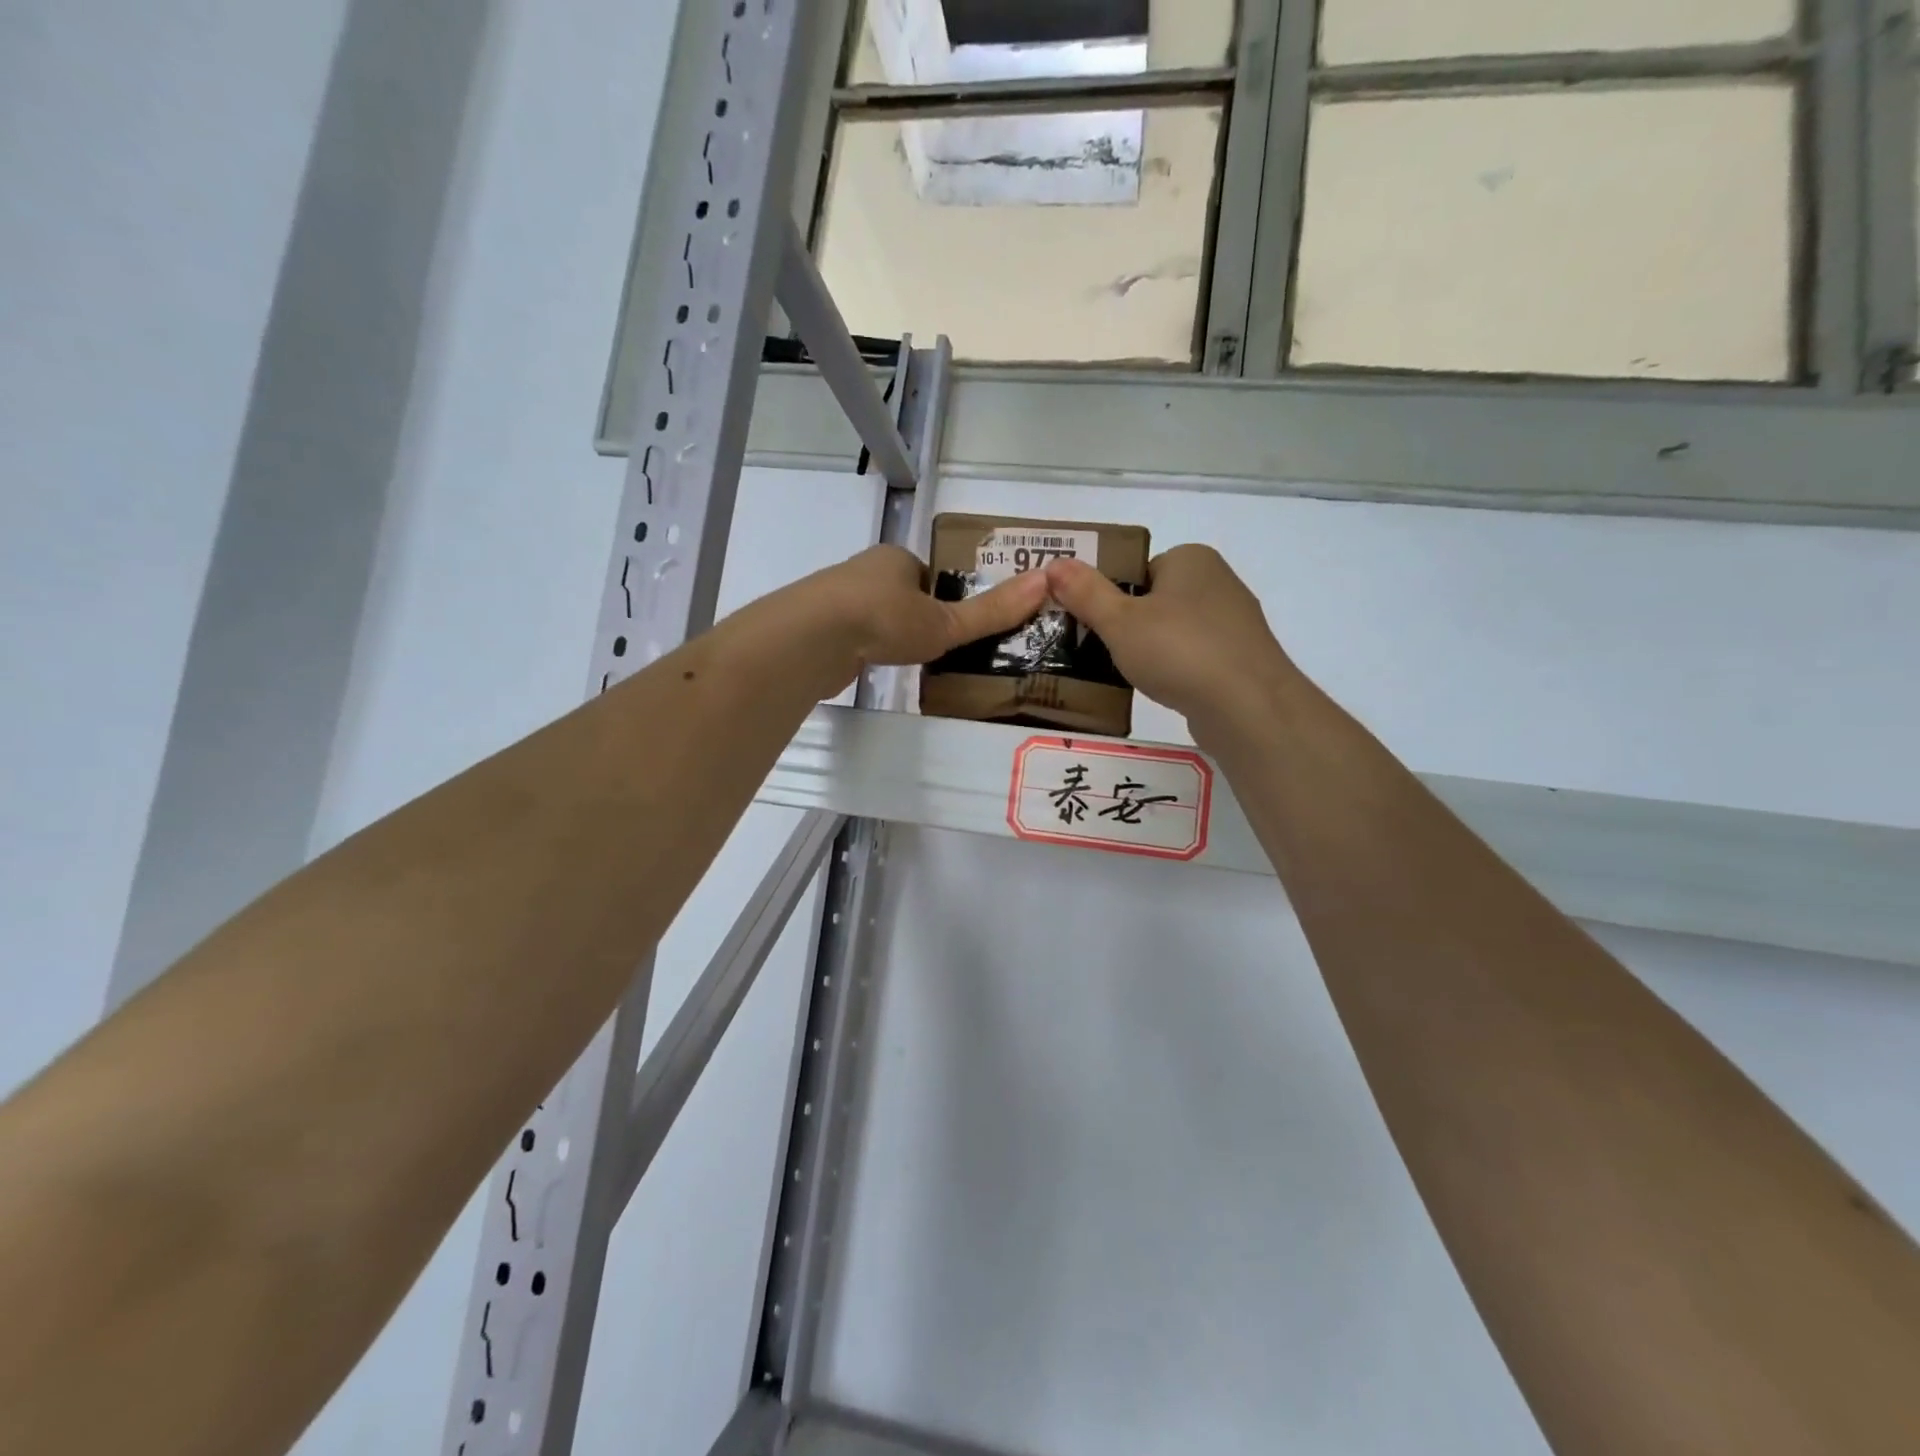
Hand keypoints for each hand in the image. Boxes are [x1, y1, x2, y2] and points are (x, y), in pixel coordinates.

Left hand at [807, 544, 1051, 693]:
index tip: (958, 625)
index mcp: (895, 559)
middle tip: (940, 649)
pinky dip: (865, 651)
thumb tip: (1046, 582)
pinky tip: (875, 669)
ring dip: (889, 635)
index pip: (929, 575)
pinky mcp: (818, 631)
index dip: (946, 598)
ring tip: (911, 663)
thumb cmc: (884, 619)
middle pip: (900, 595)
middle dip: (916, 617)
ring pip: (873, 617)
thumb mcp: (946, 621)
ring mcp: (836, 601)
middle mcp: (863, 572)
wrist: (812, 639)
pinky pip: (852, 638)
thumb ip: (991, 611)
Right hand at [1045, 545, 1294, 729]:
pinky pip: (1196, 657)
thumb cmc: (1179, 651)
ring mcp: (1235, 621)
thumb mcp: (1119, 621)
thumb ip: (1085, 593)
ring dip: (1153, 651)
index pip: (1137, 570)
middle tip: (1104, 654)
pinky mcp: (1243, 658)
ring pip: (1175, 631)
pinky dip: (1178, 670)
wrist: (1247, 706)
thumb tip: (1053, 564)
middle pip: (1155, 600)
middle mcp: (1218, 581)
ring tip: (1131, 676)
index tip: (1094, 627)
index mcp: (1191, 558)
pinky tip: (1165, 690)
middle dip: (1130, 626)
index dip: (1111, 597)